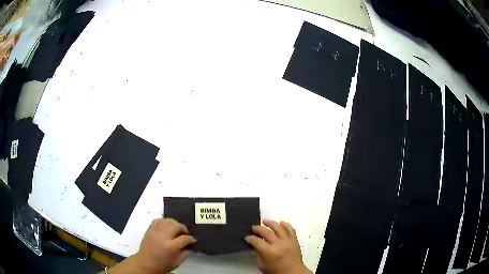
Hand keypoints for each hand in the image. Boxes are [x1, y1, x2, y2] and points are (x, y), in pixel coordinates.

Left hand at [135, 218, 195, 272]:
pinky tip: (166, 226)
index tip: (192, 240)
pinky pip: (157, 220)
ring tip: (176, 229)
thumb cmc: (162, 265)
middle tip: (185, 234)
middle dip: (183, 229)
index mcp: (171, 247)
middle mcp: (163, 237)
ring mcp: (155, 232)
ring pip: (167, 221)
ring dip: (174, 224)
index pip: (185, 238)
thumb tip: (188, 245)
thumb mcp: (177, 262)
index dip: (191, 239)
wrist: (145, 263)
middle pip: (177, 226)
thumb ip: (185, 253)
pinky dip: (164, 221)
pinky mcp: (149, 230)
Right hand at [245, 219, 310, 273]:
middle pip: (266, 232)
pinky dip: (286, 225)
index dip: (250, 238)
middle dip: (258, 229)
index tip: (247, 237)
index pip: (256, 241)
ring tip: (265, 221)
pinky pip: (290, 229)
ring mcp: (287, 241)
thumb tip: (253, 248)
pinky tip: (281, 223)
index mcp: (269, 252)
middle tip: (253, 228)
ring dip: (271, 223)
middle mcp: (278, 244)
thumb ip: (257, 255)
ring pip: (278, 227)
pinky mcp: (294, 240)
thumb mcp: (262, 265)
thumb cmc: (277, 271)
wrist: (293, 272)